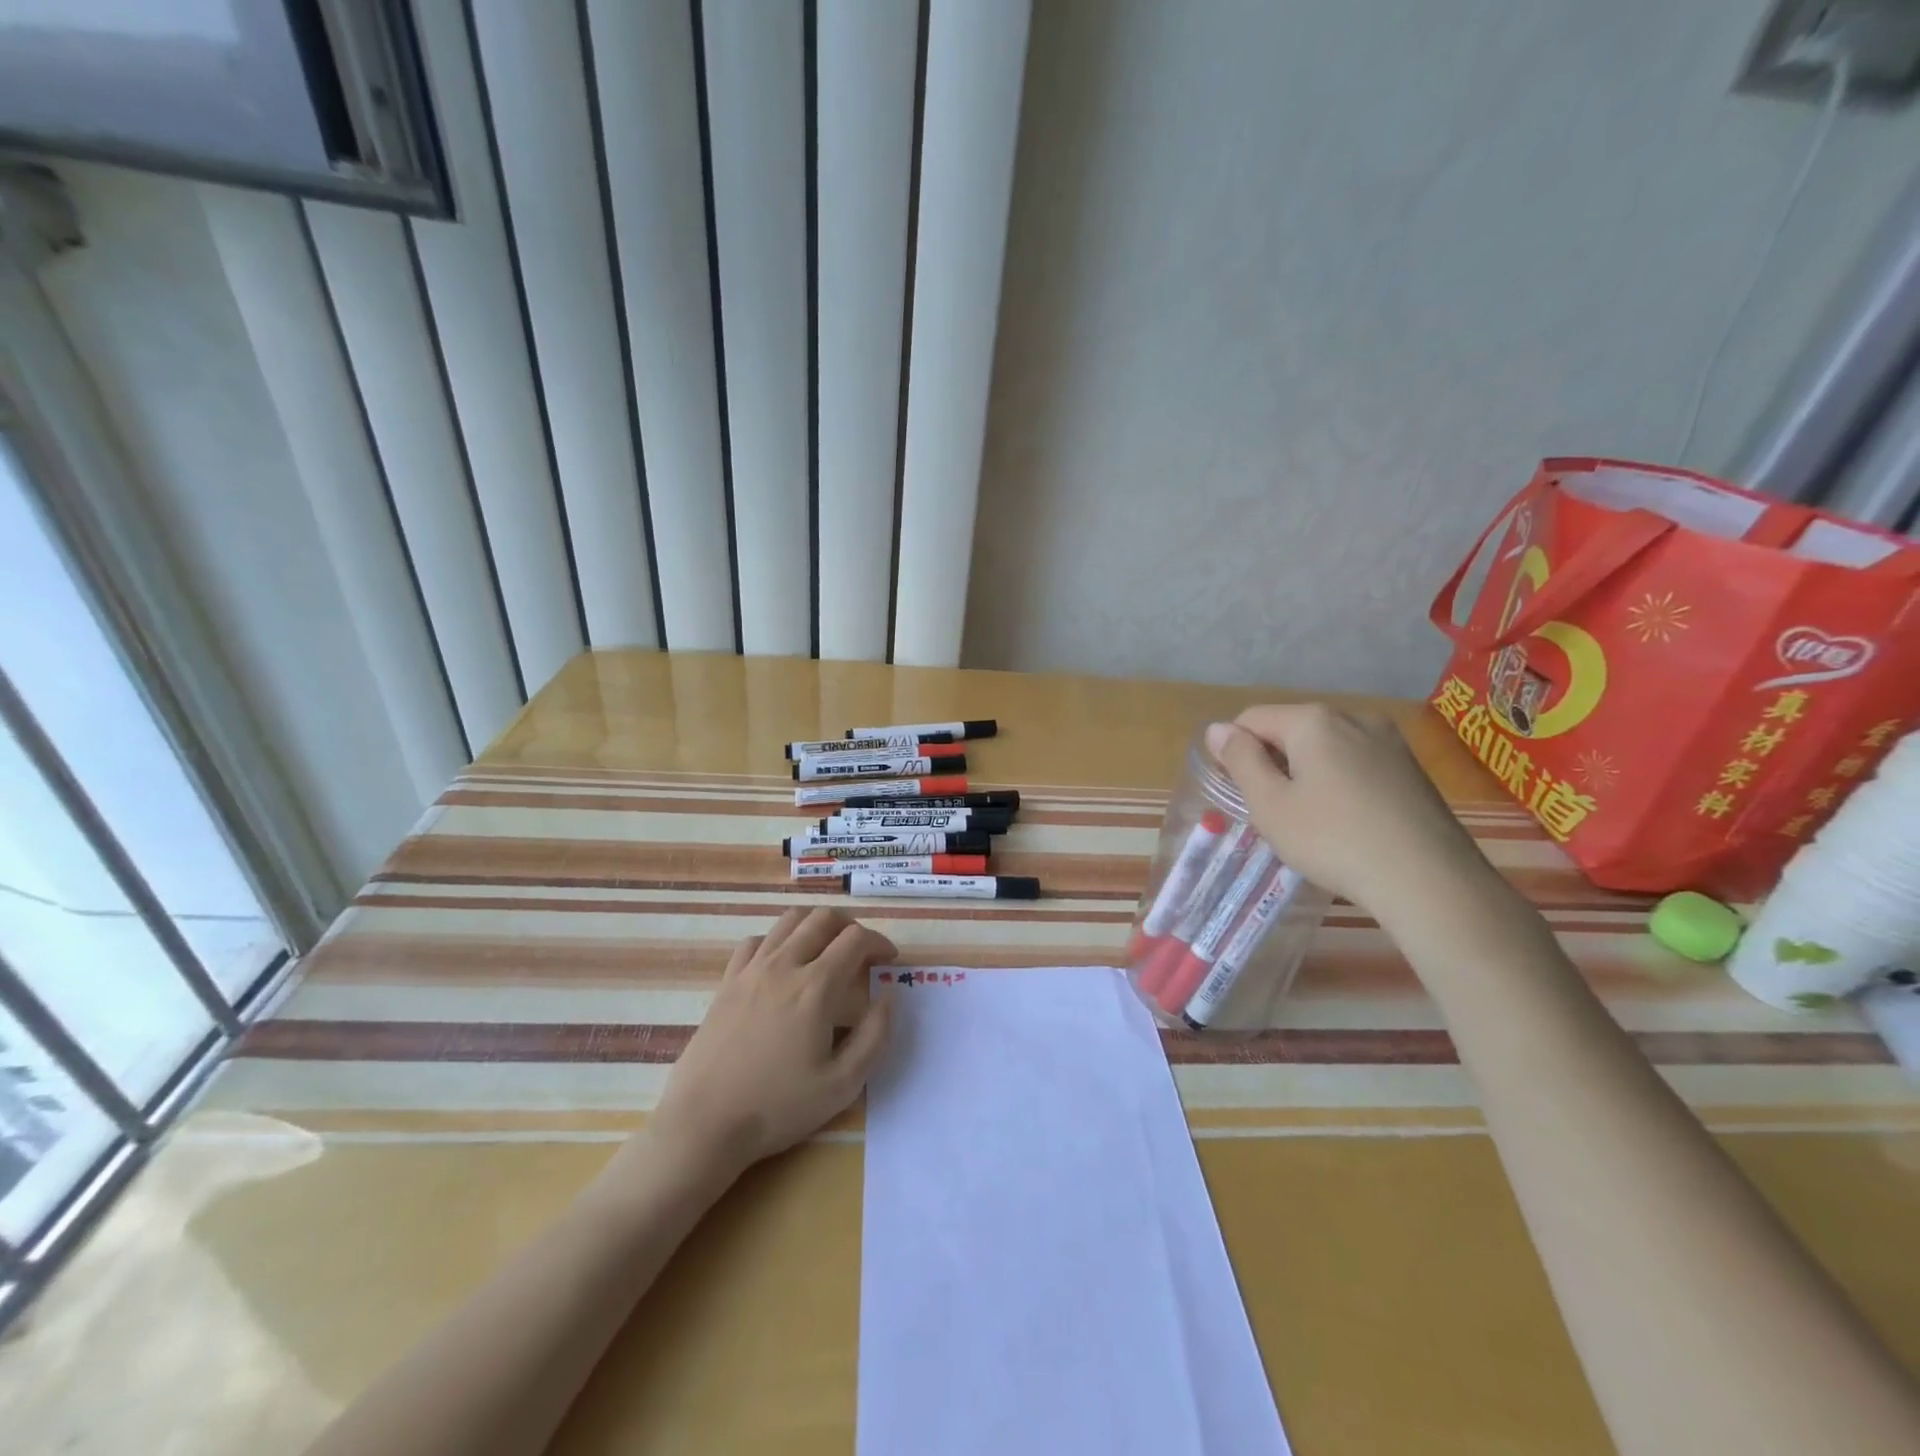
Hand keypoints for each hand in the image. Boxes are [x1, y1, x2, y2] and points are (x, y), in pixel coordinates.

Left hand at [647, 908, 896, 1184]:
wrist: (704, 1123)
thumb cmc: (777, 1107)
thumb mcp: (842, 1085)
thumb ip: (875, 1036)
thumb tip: (888, 997)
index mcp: (816, 987)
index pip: (856, 939)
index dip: (879, 942)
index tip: (889, 960)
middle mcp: (784, 966)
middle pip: (823, 918)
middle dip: (851, 926)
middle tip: (861, 952)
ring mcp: (751, 970)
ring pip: (790, 921)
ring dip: (816, 926)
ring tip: (827, 949)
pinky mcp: (727, 982)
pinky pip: (756, 940)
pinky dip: (778, 940)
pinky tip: (783, 963)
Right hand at [1205, 704, 1496, 915]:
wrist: (1429, 880)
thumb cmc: (1334, 840)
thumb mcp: (1270, 805)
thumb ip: (1240, 760)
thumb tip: (1218, 729)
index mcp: (1314, 720)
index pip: (1253, 718)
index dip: (1234, 751)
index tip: (1238, 792)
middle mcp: (1353, 717)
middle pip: (1291, 729)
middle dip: (1272, 761)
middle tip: (1271, 810)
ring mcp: (1389, 741)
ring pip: (1325, 746)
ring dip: (1305, 772)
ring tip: (1309, 819)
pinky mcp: (1411, 767)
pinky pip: (1356, 761)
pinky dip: (1338, 781)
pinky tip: (1345, 820)